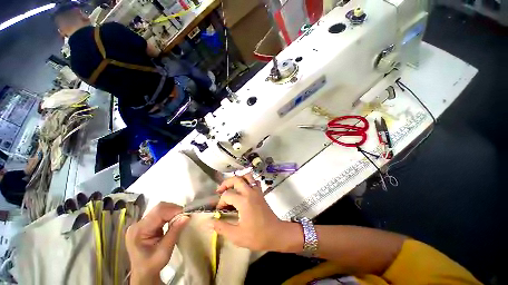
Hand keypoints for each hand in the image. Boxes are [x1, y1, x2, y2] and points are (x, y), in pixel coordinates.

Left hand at [126, 202, 188, 283]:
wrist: (144, 273)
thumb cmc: (153, 265)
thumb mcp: (164, 251)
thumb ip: (174, 232)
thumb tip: (186, 216)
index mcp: (138, 230)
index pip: (158, 212)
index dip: (174, 210)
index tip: (186, 215)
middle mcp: (138, 224)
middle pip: (159, 208)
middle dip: (174, 210)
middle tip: (184, 216)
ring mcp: (141, 223)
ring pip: (160, 209)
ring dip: (173, 211)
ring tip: (180, 219)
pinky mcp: (146, 224)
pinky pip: (160, 213)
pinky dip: (169, 214)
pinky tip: (174, 220)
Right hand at [212, 175, 302, 251]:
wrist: (276, 233)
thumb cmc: (257, 236)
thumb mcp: (237, 235)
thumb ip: (222, 227)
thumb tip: (209, 222)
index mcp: (243, 201)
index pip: (227, 195)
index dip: (220, 202)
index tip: (220, 211)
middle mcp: (250, 192)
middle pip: (236, 179)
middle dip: (226, 183)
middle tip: (220, 191)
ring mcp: (257, 191)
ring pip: (247, 176)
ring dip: (238, 179)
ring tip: (232, 187)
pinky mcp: (261, 192)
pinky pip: (254, 181)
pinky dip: (248, 181)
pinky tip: (244, 189)